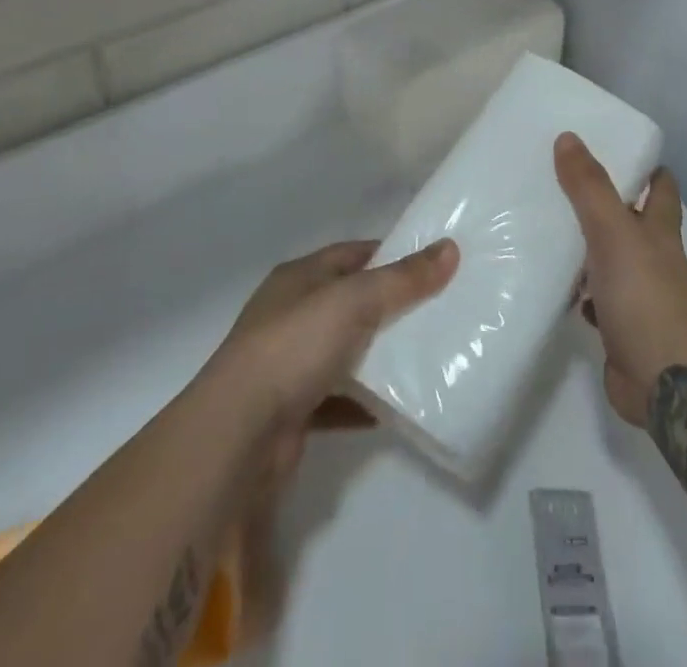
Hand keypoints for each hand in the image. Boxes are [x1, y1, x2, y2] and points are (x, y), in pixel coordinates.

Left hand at [213, 237, 458, 475]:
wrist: (236, 438)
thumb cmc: (294, 348)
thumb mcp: (355, 301)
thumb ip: (403, 278)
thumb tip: (451, 248)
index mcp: (298, 279)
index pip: (352, 255)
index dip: (391, 254)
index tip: (432, 262)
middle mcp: (290, 316)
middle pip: (350, 302)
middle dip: (391, 305)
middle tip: (439, 308)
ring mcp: (287, 365)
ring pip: (344, 351)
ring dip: (378, 355)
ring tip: (426, 355)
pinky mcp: (291, 411)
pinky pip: (337, 400)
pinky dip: (363, 402)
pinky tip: (393, 407)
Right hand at [555, 133, 686, 426]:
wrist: (659, 378)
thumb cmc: (641, 294)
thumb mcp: (612, 230)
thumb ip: (589, 187)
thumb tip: (568, 138)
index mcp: (660, 229)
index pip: (662, 186)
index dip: (646, 167)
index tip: (616, 150)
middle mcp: (655, 257)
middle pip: (633, 219)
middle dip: (607, 202)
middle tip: (566, 182)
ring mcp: (640, 292)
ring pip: (612, 258)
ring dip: (589, 246)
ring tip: (549, 226)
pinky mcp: (621, 323)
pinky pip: (597, 296)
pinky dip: (580, 288)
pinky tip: (553, 281)